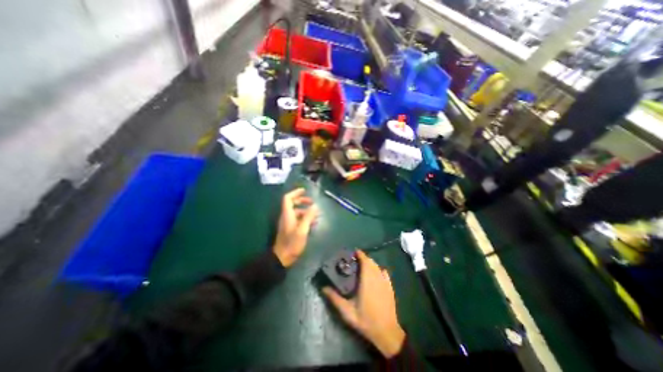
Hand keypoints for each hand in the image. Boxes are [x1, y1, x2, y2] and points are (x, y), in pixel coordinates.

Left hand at [272, 188, 318, 267]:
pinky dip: (305, 218)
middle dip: (303, 201)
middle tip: (313, 203)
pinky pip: (298, 219)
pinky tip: (313, 223)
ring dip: (306, 211)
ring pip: (297, 212)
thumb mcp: (302, 229)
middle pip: (293, 204)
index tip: (304, 191)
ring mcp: (288, 223)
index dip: (295, 193)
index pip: (288, 198)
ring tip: (317, 214)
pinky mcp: (290, 229)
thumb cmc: (292, 243)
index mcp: (287, 214)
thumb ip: (308, 217)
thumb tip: (315, 206)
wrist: (282, 257)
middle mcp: (286, 216)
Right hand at [321, 250, 403, 356]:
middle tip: (355, 260)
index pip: (365, 262)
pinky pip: (385, 273)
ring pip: (378, 266)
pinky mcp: (390, 287)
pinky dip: (379, 269)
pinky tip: (375, 273)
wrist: (387, 333)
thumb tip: (324, 288)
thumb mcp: (347, 312)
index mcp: (367, 281)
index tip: (354, 252)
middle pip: (371, 262)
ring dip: (371, 263)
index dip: (360, 254)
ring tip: (363, 265)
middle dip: (364, 258)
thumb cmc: (366, 321)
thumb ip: (335, 299)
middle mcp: (377, 278)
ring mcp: (385, 283)